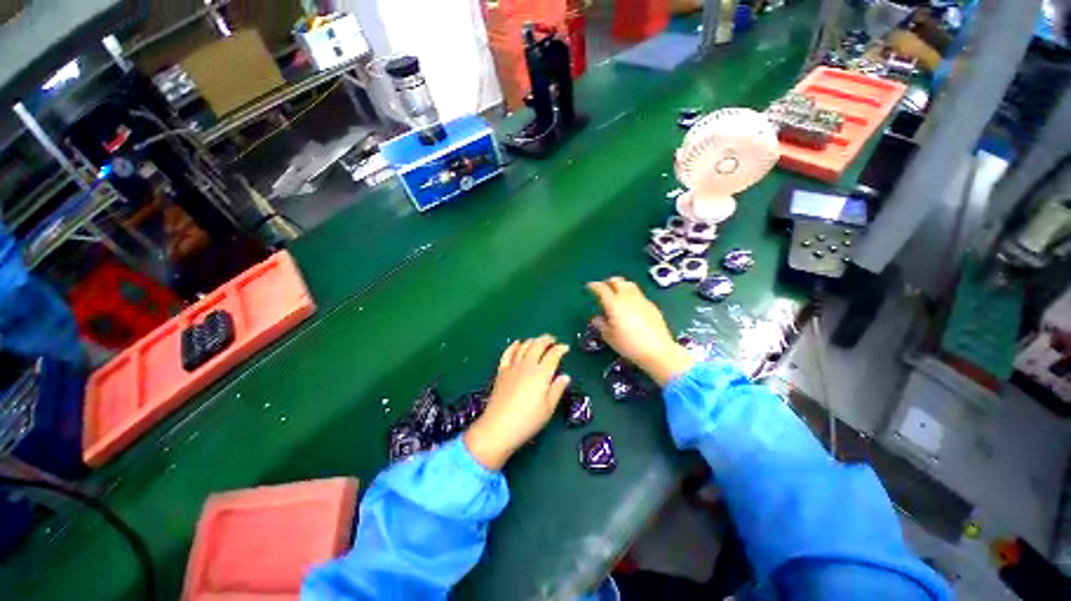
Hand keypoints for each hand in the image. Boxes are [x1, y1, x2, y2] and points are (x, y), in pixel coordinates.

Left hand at [465, 335, 570, 469]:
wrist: (499, 427)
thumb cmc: (528, 420)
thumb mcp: (548, 408)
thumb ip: (557, 389)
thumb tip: (565, 376)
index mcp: (542, 373)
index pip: (553, 354)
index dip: (561, 349)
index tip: (566, 348)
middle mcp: (527, 365)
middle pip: (538, 345)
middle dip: (547, 339)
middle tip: (553, 340)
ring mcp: (513, 366)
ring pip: (524, 346)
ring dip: (532, 340)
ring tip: (538, 341)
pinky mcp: (501, 371)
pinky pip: (508, 353)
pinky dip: (514, 346)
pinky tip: (517, 343)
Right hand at [587, 277, 694, 386]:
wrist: (658, 351)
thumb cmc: (629, 345)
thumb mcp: (609, 337)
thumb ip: (601, 325)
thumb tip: (597, 318)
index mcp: (614, 304)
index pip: (602, 288)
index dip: (594, 286)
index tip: (589, 287)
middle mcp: (628, 298)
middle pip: (617, 281)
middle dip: (608, 282)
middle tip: (603, 289)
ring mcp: (641, 300)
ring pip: (629, 284)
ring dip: (620, 286)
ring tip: (617, 295)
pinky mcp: (651, 305)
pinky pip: (638, 294)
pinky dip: (631, 295)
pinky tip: (630, 305)